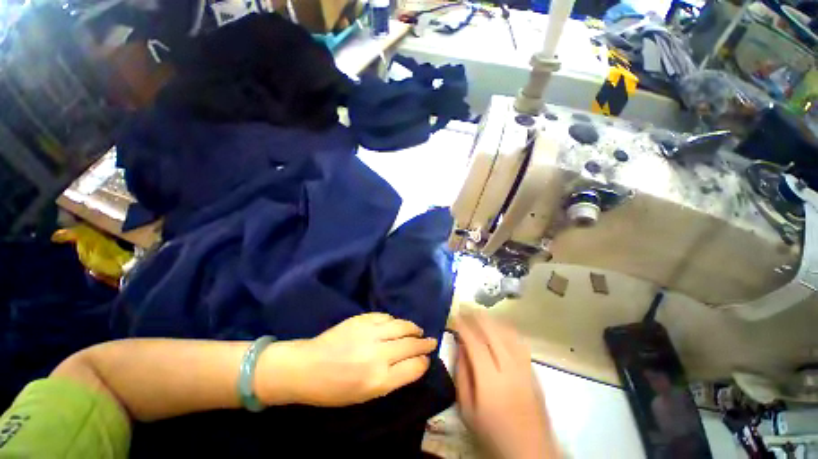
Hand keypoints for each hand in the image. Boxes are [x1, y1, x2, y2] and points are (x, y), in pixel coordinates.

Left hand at [259, 313, 437, 406]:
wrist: (307, 367)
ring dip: (413, 328)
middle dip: (424, 343)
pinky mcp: (362, 319)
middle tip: (431, 341)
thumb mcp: (365, 395)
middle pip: (411, 345)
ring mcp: (370, 333)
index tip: (427, 359)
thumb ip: (391, 379)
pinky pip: (386, 316)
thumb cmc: (334, 390)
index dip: (423, 362)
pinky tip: (397, 324)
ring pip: (402, 326)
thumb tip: (411, 365)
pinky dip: (395, 320)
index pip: (413, 367)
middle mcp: (378, 354)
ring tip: (418, 330)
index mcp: (379, 380)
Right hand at [453, 311, 558, 458]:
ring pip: (509, 334)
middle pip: (493, 333)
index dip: (464, 326)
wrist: (530, 452)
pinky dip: (507, 330)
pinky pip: (519, 342)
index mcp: (490, 381)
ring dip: (493, 320)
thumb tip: (460, 347)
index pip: (475, 343)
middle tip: (466, 308)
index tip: (455, 315)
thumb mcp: (467, 410)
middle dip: (478, 317)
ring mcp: (525, 369)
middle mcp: (510, 369)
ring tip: (480, 313)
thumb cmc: (493, 433)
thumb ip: (462, 375)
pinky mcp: (534, 371)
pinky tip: (500, 327)